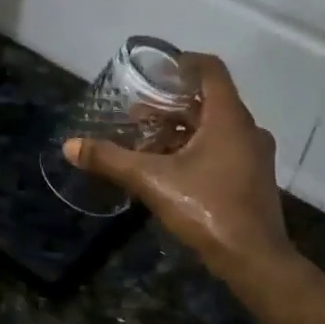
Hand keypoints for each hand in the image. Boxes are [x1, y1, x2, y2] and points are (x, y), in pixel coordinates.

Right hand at [64, 54, 292, 279]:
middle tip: (139, 113)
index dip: (183, 62)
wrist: (254, 260)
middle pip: (209, 100)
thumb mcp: (152, 181)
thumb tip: (69, 146)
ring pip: (216, 128)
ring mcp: (254, 155)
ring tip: (148, 141)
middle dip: (172, 104)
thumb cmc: (207, 209)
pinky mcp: (254, 178)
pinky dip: (197, 148)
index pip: (211, 70)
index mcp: (229, 118)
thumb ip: (111, 160)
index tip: (156, 71)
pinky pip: (224, 149)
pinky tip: (171, 169)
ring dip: (183, 129)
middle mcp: (247, 129)